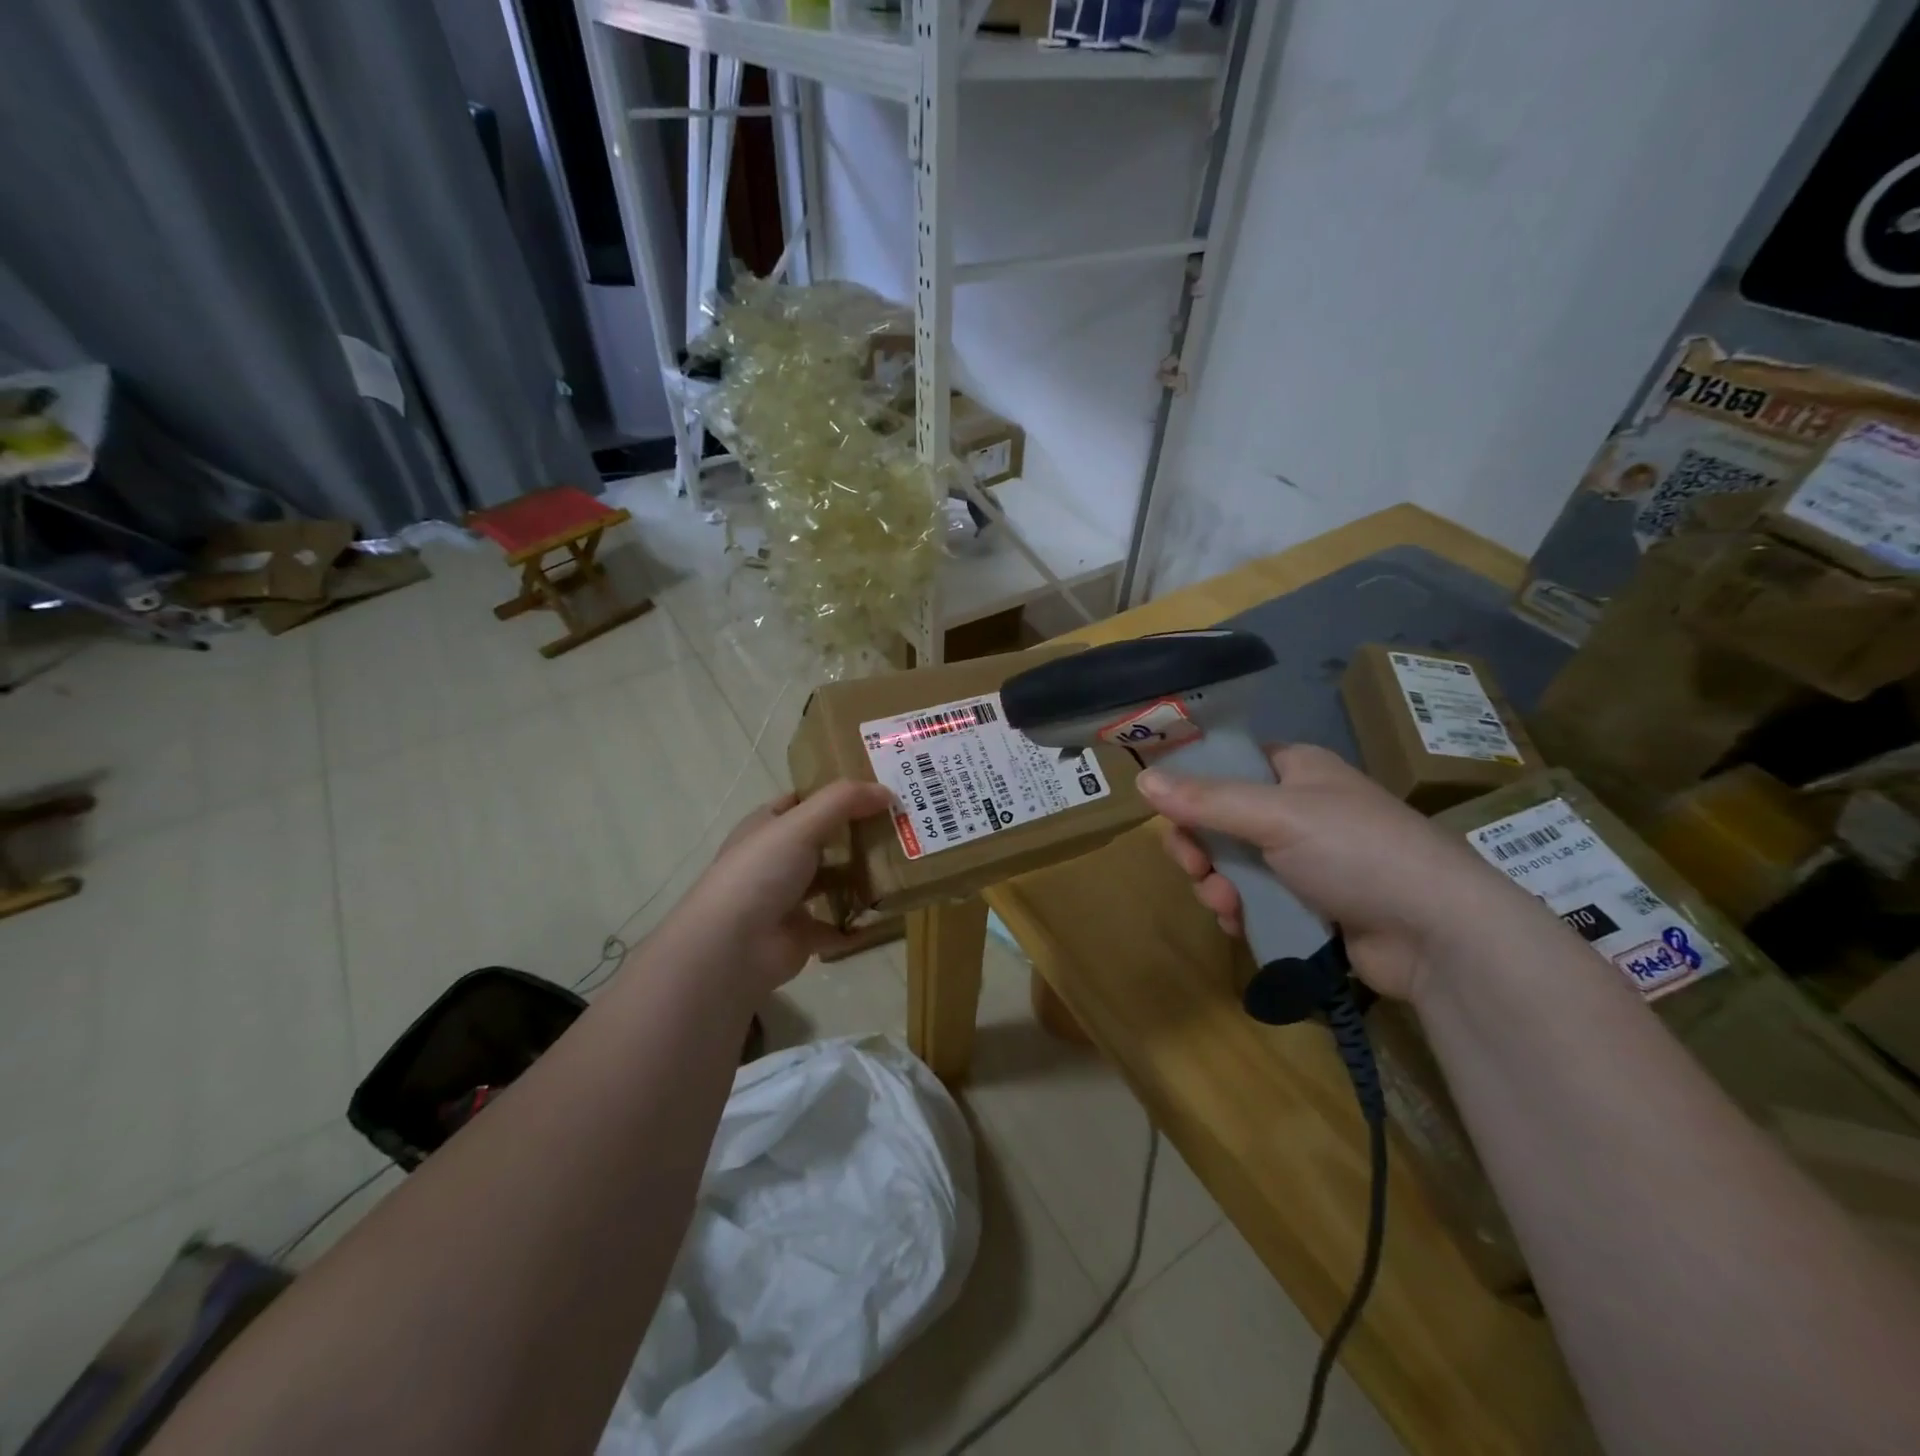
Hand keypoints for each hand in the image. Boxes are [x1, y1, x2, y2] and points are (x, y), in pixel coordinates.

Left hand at [667, 780, 896, 998]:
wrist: (733, 947)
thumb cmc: (761, 872)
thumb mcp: (801, 823)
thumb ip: (844, 801)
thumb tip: (887, 790)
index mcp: (767, 827)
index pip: (803, 801)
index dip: (835, 793)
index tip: (876, 789)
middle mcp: (776, 859)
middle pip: (823, 840)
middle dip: (857, 833)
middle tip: (901, 825)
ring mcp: (788, 898)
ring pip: (832, 881)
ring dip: (861, 876)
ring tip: (902, 864)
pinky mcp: (802, 934)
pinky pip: (839, 924)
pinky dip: (860, 921)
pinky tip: (889, 911)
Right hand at [1137, 744, 1511, 1000]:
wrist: (1439, 934)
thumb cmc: (1357, 851)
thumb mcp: (1275, 816)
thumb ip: (1205, 800)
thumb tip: (1141, 779)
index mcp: (1296, 770)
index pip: (1228, 765)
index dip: (1192, 787)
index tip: (1168, 813)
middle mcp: (1299, 809)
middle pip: (1222, 820)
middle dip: (1200, 847)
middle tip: (1195, 868)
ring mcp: (1306, 859)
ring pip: (1233, 864)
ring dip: (1216, 884)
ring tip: (1224, 905)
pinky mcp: (1311, 904)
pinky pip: (1255, 900)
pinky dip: (1240, 911)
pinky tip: (1238, 924)